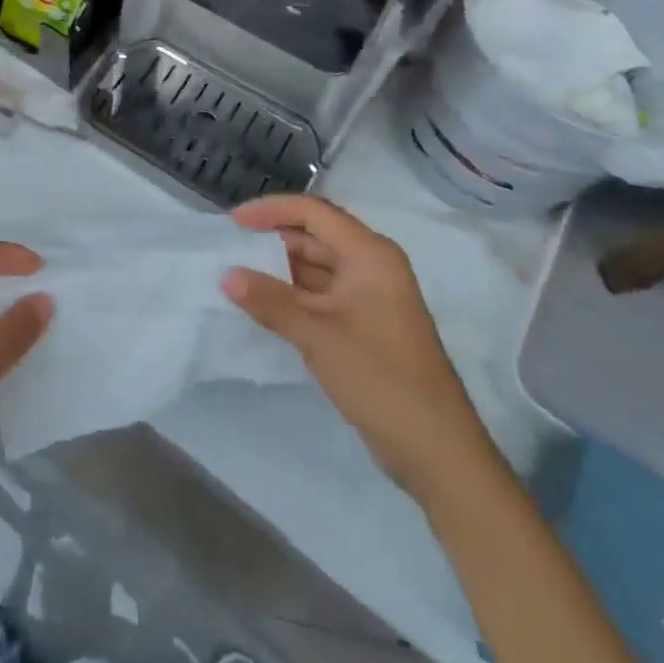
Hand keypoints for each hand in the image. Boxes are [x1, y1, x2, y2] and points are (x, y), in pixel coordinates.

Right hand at [224, 195, 497, 503]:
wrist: (437, 452)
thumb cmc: (379, 377)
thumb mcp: (317, 335)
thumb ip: (270, 301)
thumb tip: (226, 276)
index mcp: (369, 254)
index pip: (313, 212)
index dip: (271, 210)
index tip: (233, 222)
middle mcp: (372, 266)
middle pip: (315, 236)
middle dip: (272, 240)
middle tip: (231, 249)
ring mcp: (370, 297)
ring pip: (317, 267)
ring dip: (280, 270)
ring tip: (239, 275)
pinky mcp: (366, 325)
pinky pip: (322, 294)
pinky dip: (294, 295)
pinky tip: (265, 305)